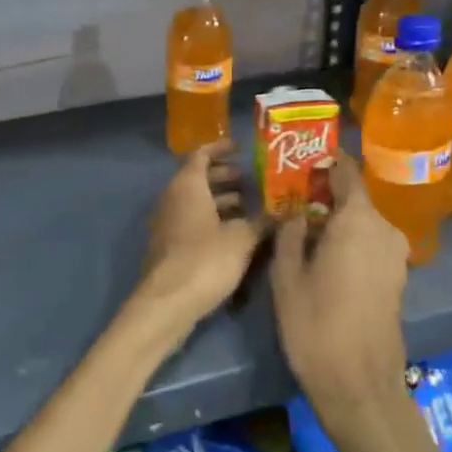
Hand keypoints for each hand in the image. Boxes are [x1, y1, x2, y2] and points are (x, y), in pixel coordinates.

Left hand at [138, 140, 267, 323]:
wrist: (168, 302)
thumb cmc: (205, 260)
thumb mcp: (242, 238)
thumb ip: (262, 222)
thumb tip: (283, 213)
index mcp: (187, 186)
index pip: (201, 154)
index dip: (221, 148)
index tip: (241, 148)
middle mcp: (172, 198)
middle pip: (197, 178)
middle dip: (224, 177)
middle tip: (251, 181)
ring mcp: (168, 223)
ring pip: (195, 202)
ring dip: (220, 201)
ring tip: (250, 207)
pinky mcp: (169, 246)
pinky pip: (192, 222)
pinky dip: (212, 220)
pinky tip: (235, 234)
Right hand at [271, 152, 408, 398]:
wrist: (358, 384)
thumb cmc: (315, 325)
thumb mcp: (287, 275)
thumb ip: (290, 234)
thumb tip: (295, 213)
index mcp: (358, 221)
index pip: (347, 172)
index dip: (326, 161)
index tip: (303, 159)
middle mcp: (384, 230)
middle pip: (356, 197)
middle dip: (326, 194)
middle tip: (293, 197)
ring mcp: (395, 255)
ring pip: (363, 222)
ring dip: (338, 219)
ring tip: (304, 227)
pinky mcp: (397, 278)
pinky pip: (371, 243)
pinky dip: (350, 240)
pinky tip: (325, 255)